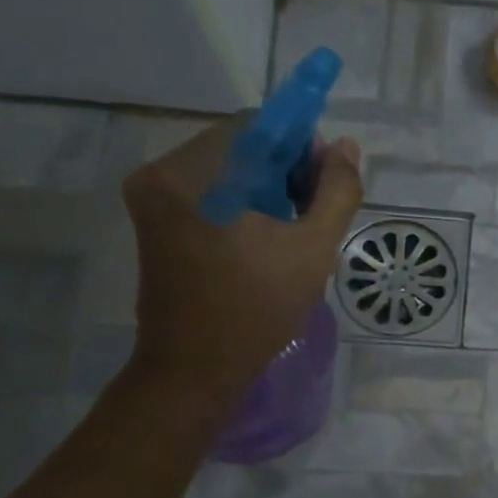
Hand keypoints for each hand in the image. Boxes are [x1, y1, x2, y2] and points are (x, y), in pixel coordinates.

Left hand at [122, 115, 362, 399]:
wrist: (195, 369)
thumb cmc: (257, 309)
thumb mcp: (313, 249)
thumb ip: (337, 192)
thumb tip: (345, 147)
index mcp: (193, 174)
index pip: (258, 127)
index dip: (302, 146)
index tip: (326, 184)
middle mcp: (161, 173)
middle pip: (240, 145)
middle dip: (285, 170)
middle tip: (314, 212)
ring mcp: (153, 198)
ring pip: (227, 169)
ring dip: (267, 188)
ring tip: (294, 229)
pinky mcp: (155, 221)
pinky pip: (211, 192)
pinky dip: (244, 203)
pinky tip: (267, 237)